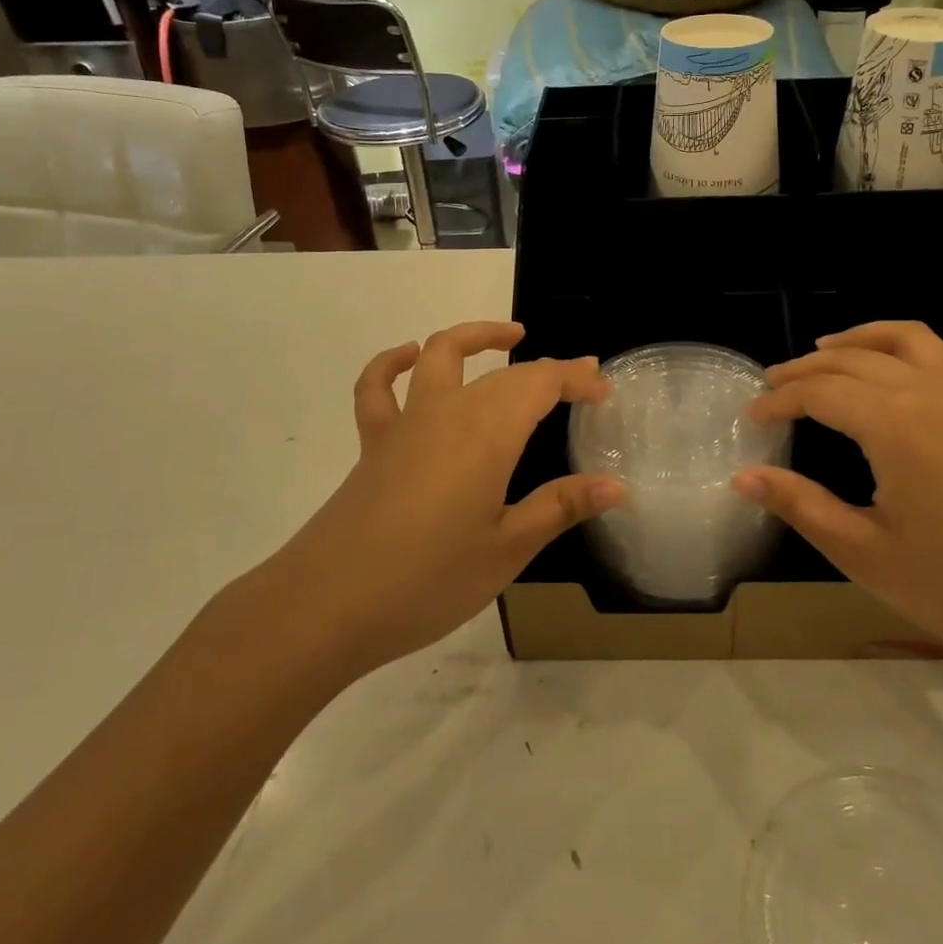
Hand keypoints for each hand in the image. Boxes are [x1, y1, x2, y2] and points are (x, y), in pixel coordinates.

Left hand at [265, 322, 622, 680]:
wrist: (326, 605)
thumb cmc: (428, 580)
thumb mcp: (507, 550)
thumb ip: (560, 507)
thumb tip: (616, 485)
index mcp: (488, 432)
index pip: (542, 383)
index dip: (576, 379)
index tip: (604, 390)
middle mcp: (448, 411)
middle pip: (504, 373)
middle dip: (546, 369)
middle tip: (578, 382)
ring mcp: (405, 422)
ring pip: (440, 354)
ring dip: (476, 338)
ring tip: (509, 338)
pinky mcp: (373, 442)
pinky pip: (378, 386)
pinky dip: (393, 362)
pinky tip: (409, 357)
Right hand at [733, 321, 942, 679]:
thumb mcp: (864, 553)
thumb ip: (800, 505)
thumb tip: (742, 476)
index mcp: (894, 424)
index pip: (820, 393)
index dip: (780, 400)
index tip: (751, 416)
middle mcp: (930, 391)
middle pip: (853, 360)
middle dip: (806, 369)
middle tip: (772, 385)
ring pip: (903, 339)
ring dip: (858, 339)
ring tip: (824, 349)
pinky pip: (941, 354)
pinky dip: (904, 348)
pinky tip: (892, 373)